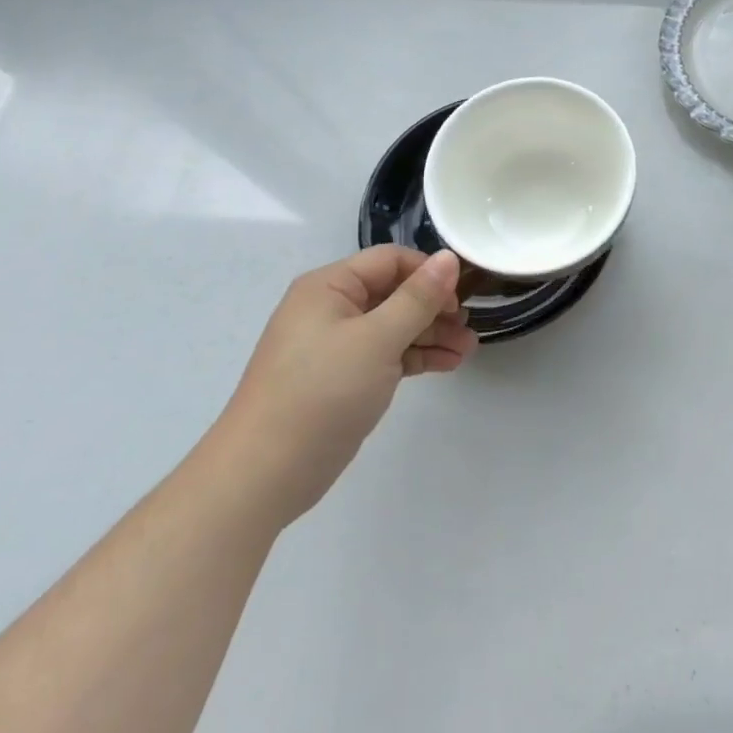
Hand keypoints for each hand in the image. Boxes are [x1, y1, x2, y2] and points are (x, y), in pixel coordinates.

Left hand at [204, 247, 477, 530]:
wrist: (264, 475)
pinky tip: (448, 364)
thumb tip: (450, 257)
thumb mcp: (377, 339)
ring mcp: (336, 346)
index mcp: (329, 287)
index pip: (390, 261)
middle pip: (395, 293)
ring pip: (394, 326)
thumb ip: (417, 298)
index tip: (461, 297)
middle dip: (435, 308)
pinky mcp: (343, 379)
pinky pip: (387, 354)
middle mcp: (331, 309)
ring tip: (468, 350)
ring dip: (432, 335)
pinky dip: (416, 357)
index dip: (428, 273)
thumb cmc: (321, 393)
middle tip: (469, 328)